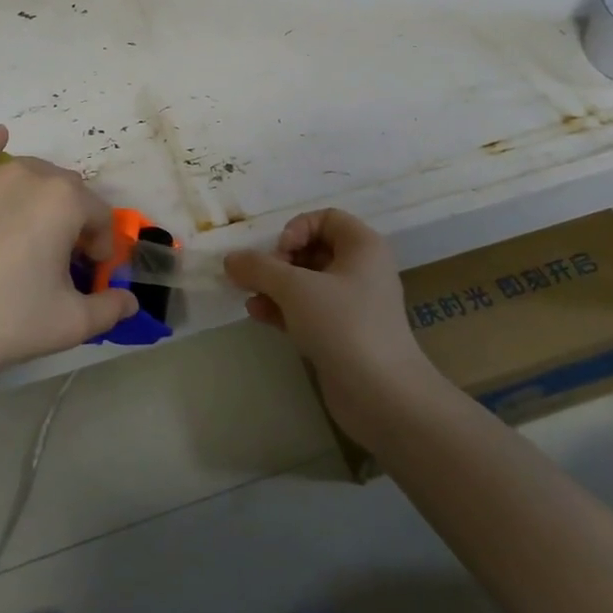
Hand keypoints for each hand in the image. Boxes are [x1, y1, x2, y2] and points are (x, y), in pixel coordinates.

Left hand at [0, 126, 137, 386]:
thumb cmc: (6, 320)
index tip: (91, 275)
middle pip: (69, 191)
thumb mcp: (71, 323)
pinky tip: (0, 136)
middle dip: (76, 220)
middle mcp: (30, 175)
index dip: (102, 247)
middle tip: (63, 261)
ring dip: (44, 195)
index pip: (100, 216)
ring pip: (32, 173)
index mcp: (65, 200)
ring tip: (35, 231)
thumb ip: (110, 309)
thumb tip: (130, 303)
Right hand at [224, 209, 435, 446]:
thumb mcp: (295, 288)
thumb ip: (259, 268)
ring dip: (276, 286)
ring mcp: (353, 305)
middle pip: (314, 249)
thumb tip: (230, 258)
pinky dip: (284, 309)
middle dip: (280, 261)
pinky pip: (309, 311)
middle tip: (261, 277)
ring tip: (249, 296)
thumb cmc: (343, 325)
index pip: (326, 218)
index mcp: (363, 246)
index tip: (279, 253)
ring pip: (308, 283)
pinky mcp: (343, 334)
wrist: (381, 394)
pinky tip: (257, 315)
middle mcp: (362, 270)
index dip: (297, 228)